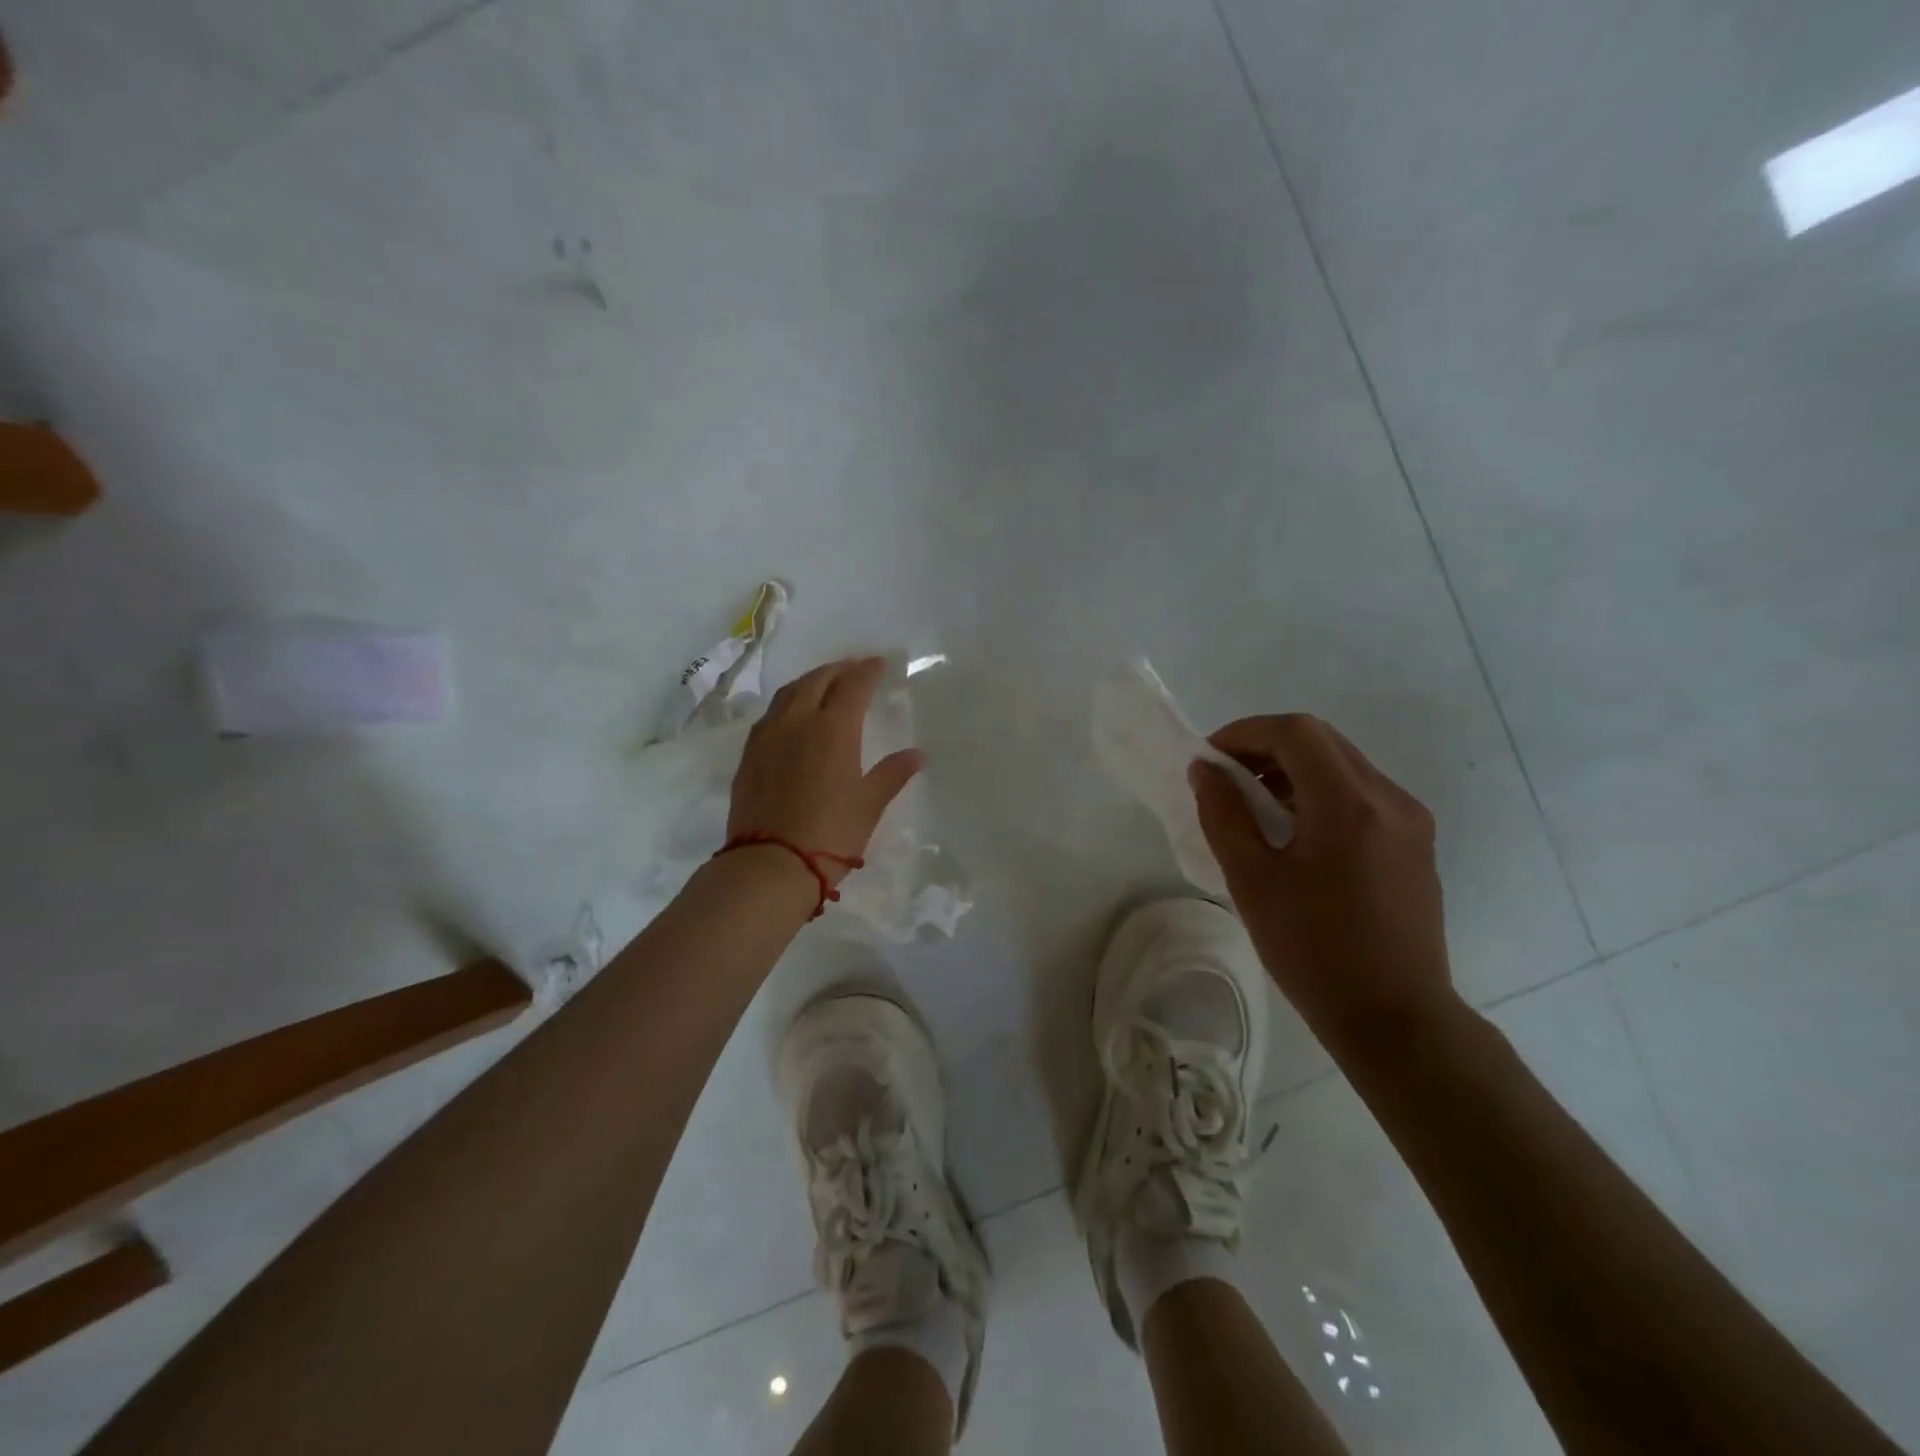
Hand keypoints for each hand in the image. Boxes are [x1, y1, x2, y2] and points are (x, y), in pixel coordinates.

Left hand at [727, 657, 923, 883]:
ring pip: (789, 693)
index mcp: (833, 728)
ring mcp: (768, 736)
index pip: (853, 686)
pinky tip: (793, 715)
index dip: (868, 671)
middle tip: (854, 667)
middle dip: (839, 669)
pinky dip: (788, 703)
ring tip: (824, 682)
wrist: (770, 863)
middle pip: (818, 680)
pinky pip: (771, 715)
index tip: (879, 664)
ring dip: (810, 681)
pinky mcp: (750, 755)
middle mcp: (798, 722)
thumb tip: (916, 755)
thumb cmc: (830, 833)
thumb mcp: (869, 804)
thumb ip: (891, 774)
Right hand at [1189, 714, 1458, 1054]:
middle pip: (1322, 740)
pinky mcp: (1416, 843)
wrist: (1397, 1018)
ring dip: (1293, 768)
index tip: (1209, 759)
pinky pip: (1361, 793)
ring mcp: (1410, 820)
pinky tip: (1294, 831)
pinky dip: (1319, 792)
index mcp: (1349, 804)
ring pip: (1343, 764)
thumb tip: (1205, 771)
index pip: (1295, 732)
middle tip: (1226, 778)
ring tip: (1253, 806)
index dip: (1245, 732)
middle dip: (1266, 746)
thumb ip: (1223, 815)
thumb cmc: (1314, 951)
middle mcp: (1389, 798)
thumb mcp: (1252, 881)